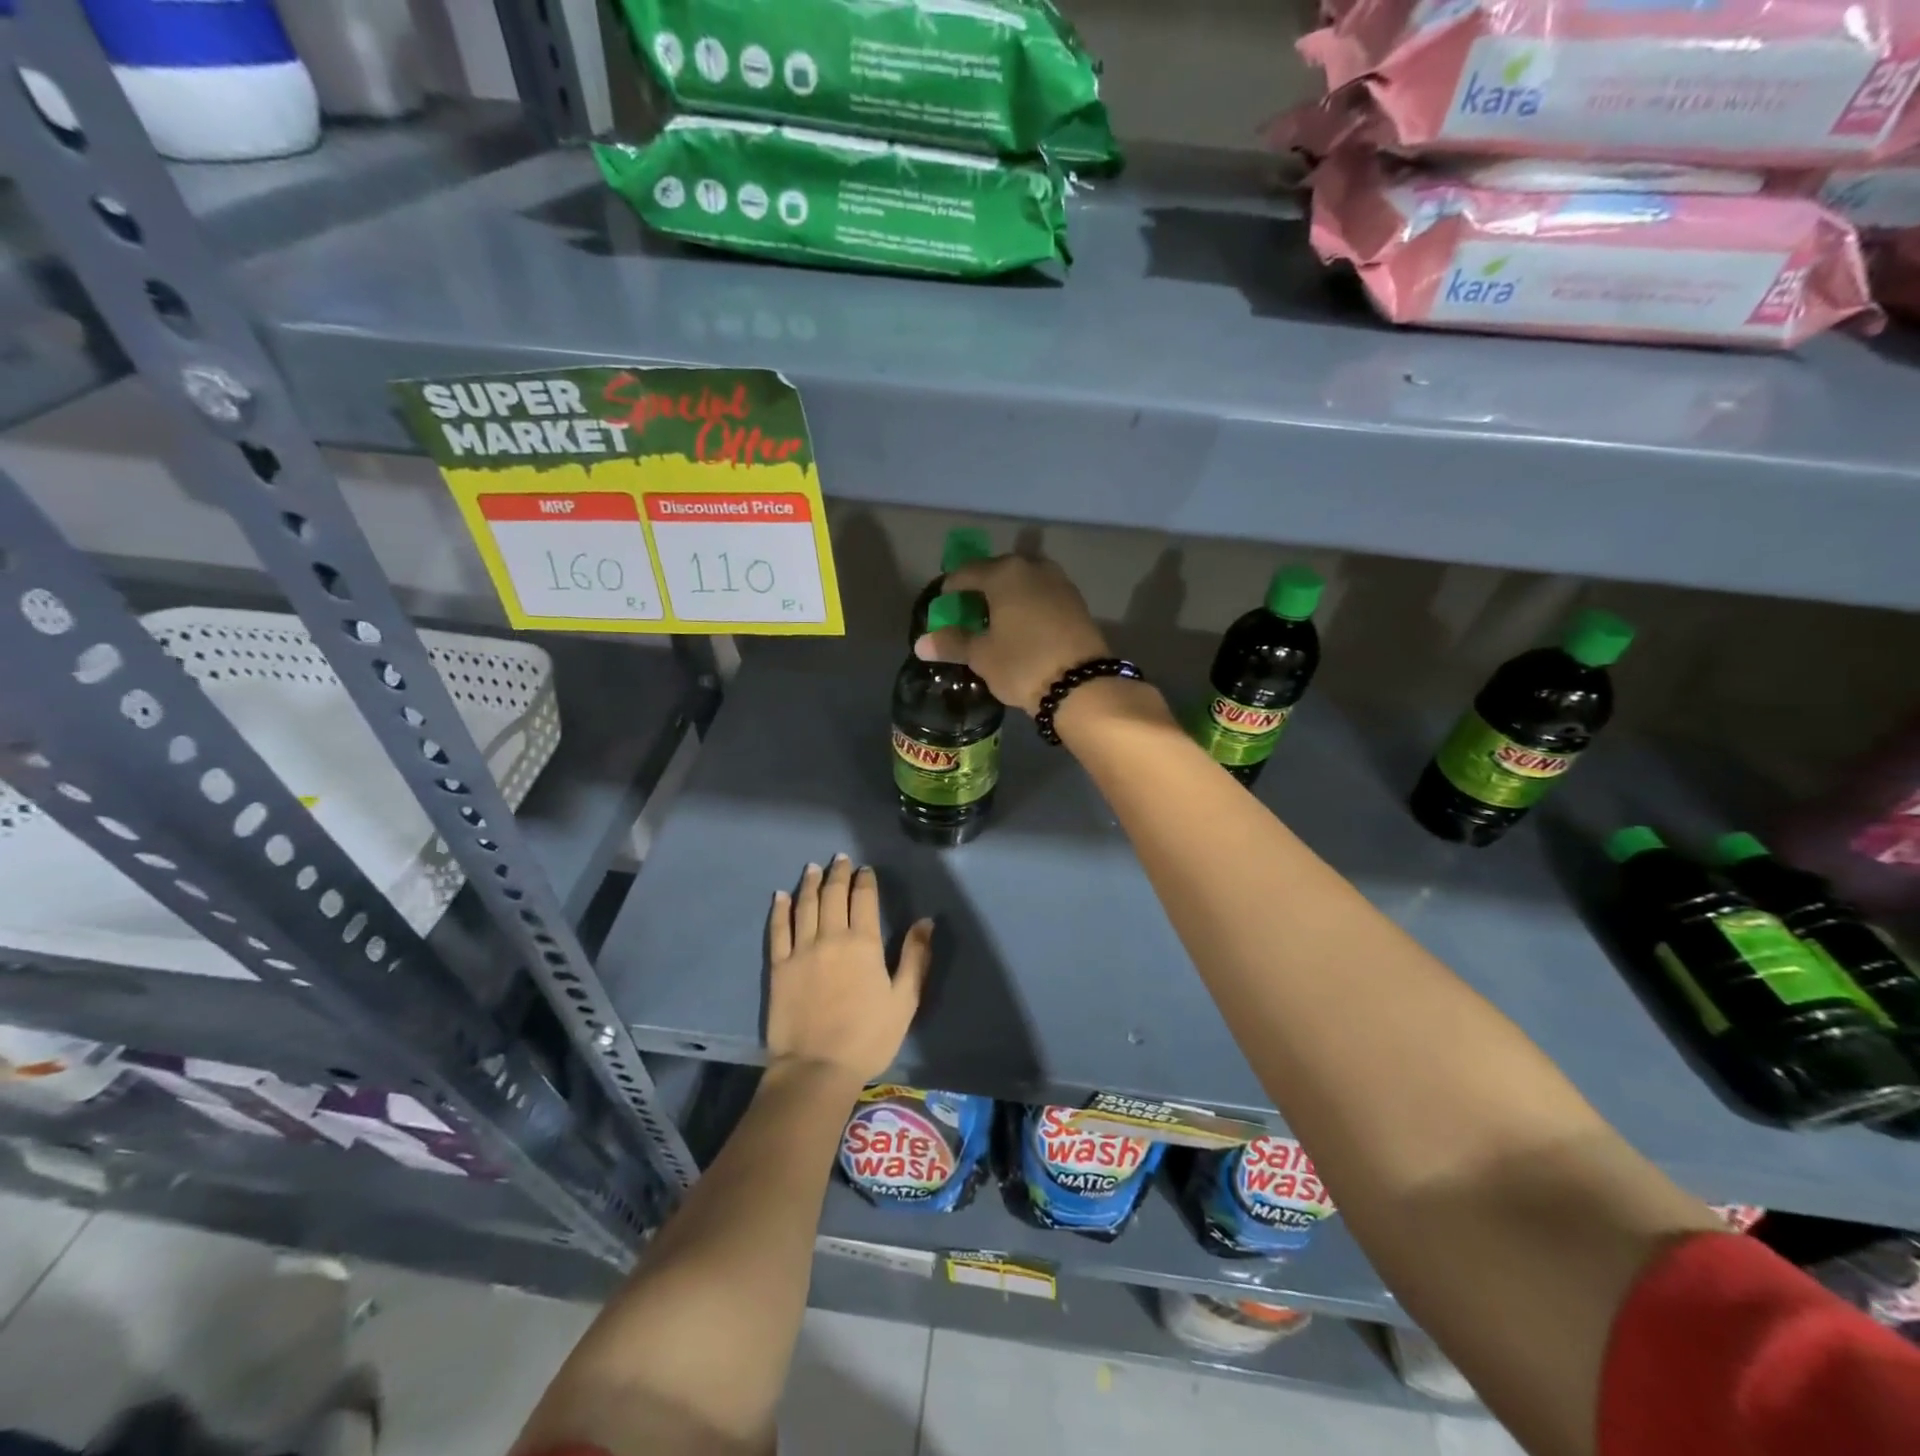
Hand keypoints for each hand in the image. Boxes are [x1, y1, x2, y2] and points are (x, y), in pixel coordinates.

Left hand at [766, 855, 932, 1086]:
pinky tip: (780, 896)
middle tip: (839, 859)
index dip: (864, 880)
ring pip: (804, 905)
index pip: (863, 899)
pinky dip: (779, 910)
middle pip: (832, 895)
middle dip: (837, 874)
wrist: (817, 1068)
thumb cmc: (868, 1037)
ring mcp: (801, 950)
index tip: (865, 869)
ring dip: (809, 883)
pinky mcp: (779, 967)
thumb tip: (926, 921)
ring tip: (812, 868)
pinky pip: (778, 930)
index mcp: (864, 943)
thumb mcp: (904, 1000)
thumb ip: (915, 957)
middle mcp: (831, 937)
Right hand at [913, 554, 1109, 714]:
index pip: (966, 572)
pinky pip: (1042, 595)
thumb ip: (952, 643)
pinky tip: (1022, 627)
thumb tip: (921, 644)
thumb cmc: (1022, 664)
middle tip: (968, 614)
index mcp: (1004, 573)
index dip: (950, 589)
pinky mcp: (1077, 602)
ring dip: (1007, 596)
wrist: (1082, 685)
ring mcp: (1059, 582)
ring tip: (996, 622)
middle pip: (997, 572)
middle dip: (980, 590)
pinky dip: (1028, 605)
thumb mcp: (982, 656)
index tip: (942, 608)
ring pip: (1023, 582)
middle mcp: (1033, 568)